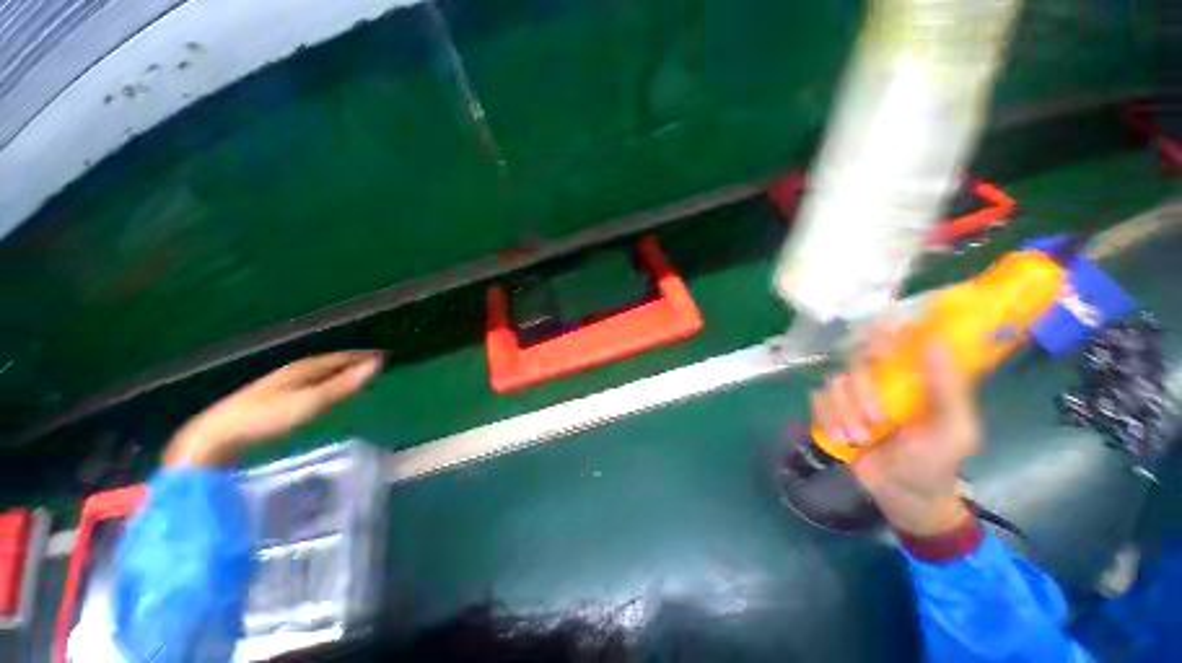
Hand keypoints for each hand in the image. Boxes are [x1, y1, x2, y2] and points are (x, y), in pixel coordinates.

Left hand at [165, 352, 383, 466]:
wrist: (216, 437)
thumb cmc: (267, 418)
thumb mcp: (311, 402)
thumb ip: (344, 385)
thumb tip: (378, 364)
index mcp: (304, 368)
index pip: (341, 356)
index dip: (363, 356)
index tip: (386, 356)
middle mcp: (293, 371)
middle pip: (330, 362)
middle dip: (353, 362)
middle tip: (375, 366)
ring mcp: (280, 385)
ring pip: (318, 373)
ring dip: (338, 373)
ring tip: (355, 378)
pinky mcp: (271, 399)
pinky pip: (307, 384)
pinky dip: (323, 384)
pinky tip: (322, 393)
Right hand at [810, 328, 979, 535]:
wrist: (903, 494)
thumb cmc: (935, 461)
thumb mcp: (954, 429)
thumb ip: (948, 388)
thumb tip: (934, 341)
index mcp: (912, 377)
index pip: (893, 341)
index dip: (882, 337)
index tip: (880, 350)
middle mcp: (881, 380)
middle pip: (856, 363)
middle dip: (861, 394)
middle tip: (875, 421)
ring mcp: (853, 395)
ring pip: (834, 383)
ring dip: (844, 413)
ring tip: (859, 439)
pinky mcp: (832, 410)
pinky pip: (817, 399)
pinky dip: (827, 418)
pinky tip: (841, 438)